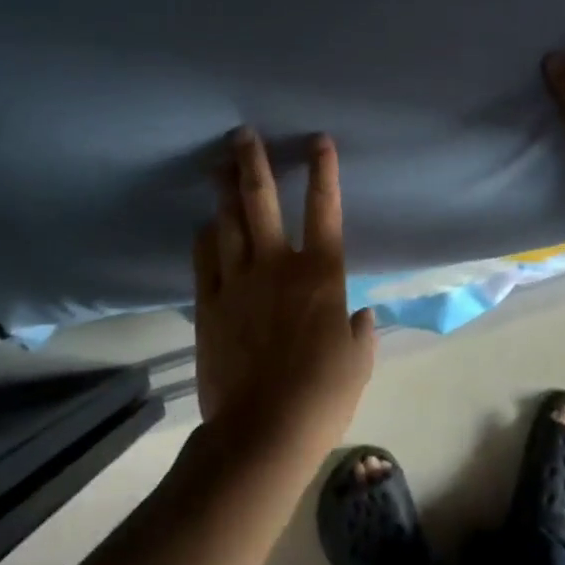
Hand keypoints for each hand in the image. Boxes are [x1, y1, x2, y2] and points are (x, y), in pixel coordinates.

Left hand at [193, 129, 376, 458]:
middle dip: (253, 162)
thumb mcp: (358, 362)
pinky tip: (206, 224)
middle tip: (243, 134)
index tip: (318, 140)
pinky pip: (204, 259)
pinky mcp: (209, 305)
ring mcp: (237, 282)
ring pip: (228, 222)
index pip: (325, 209)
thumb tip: (361, 316)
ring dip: (223, 190)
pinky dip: (206, 237)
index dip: (324, 170)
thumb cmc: (322, 395)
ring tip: (218, 163)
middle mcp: (277, 265)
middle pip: (262, 200)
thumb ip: (361, 332)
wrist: (263, 430)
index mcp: (321, 274)